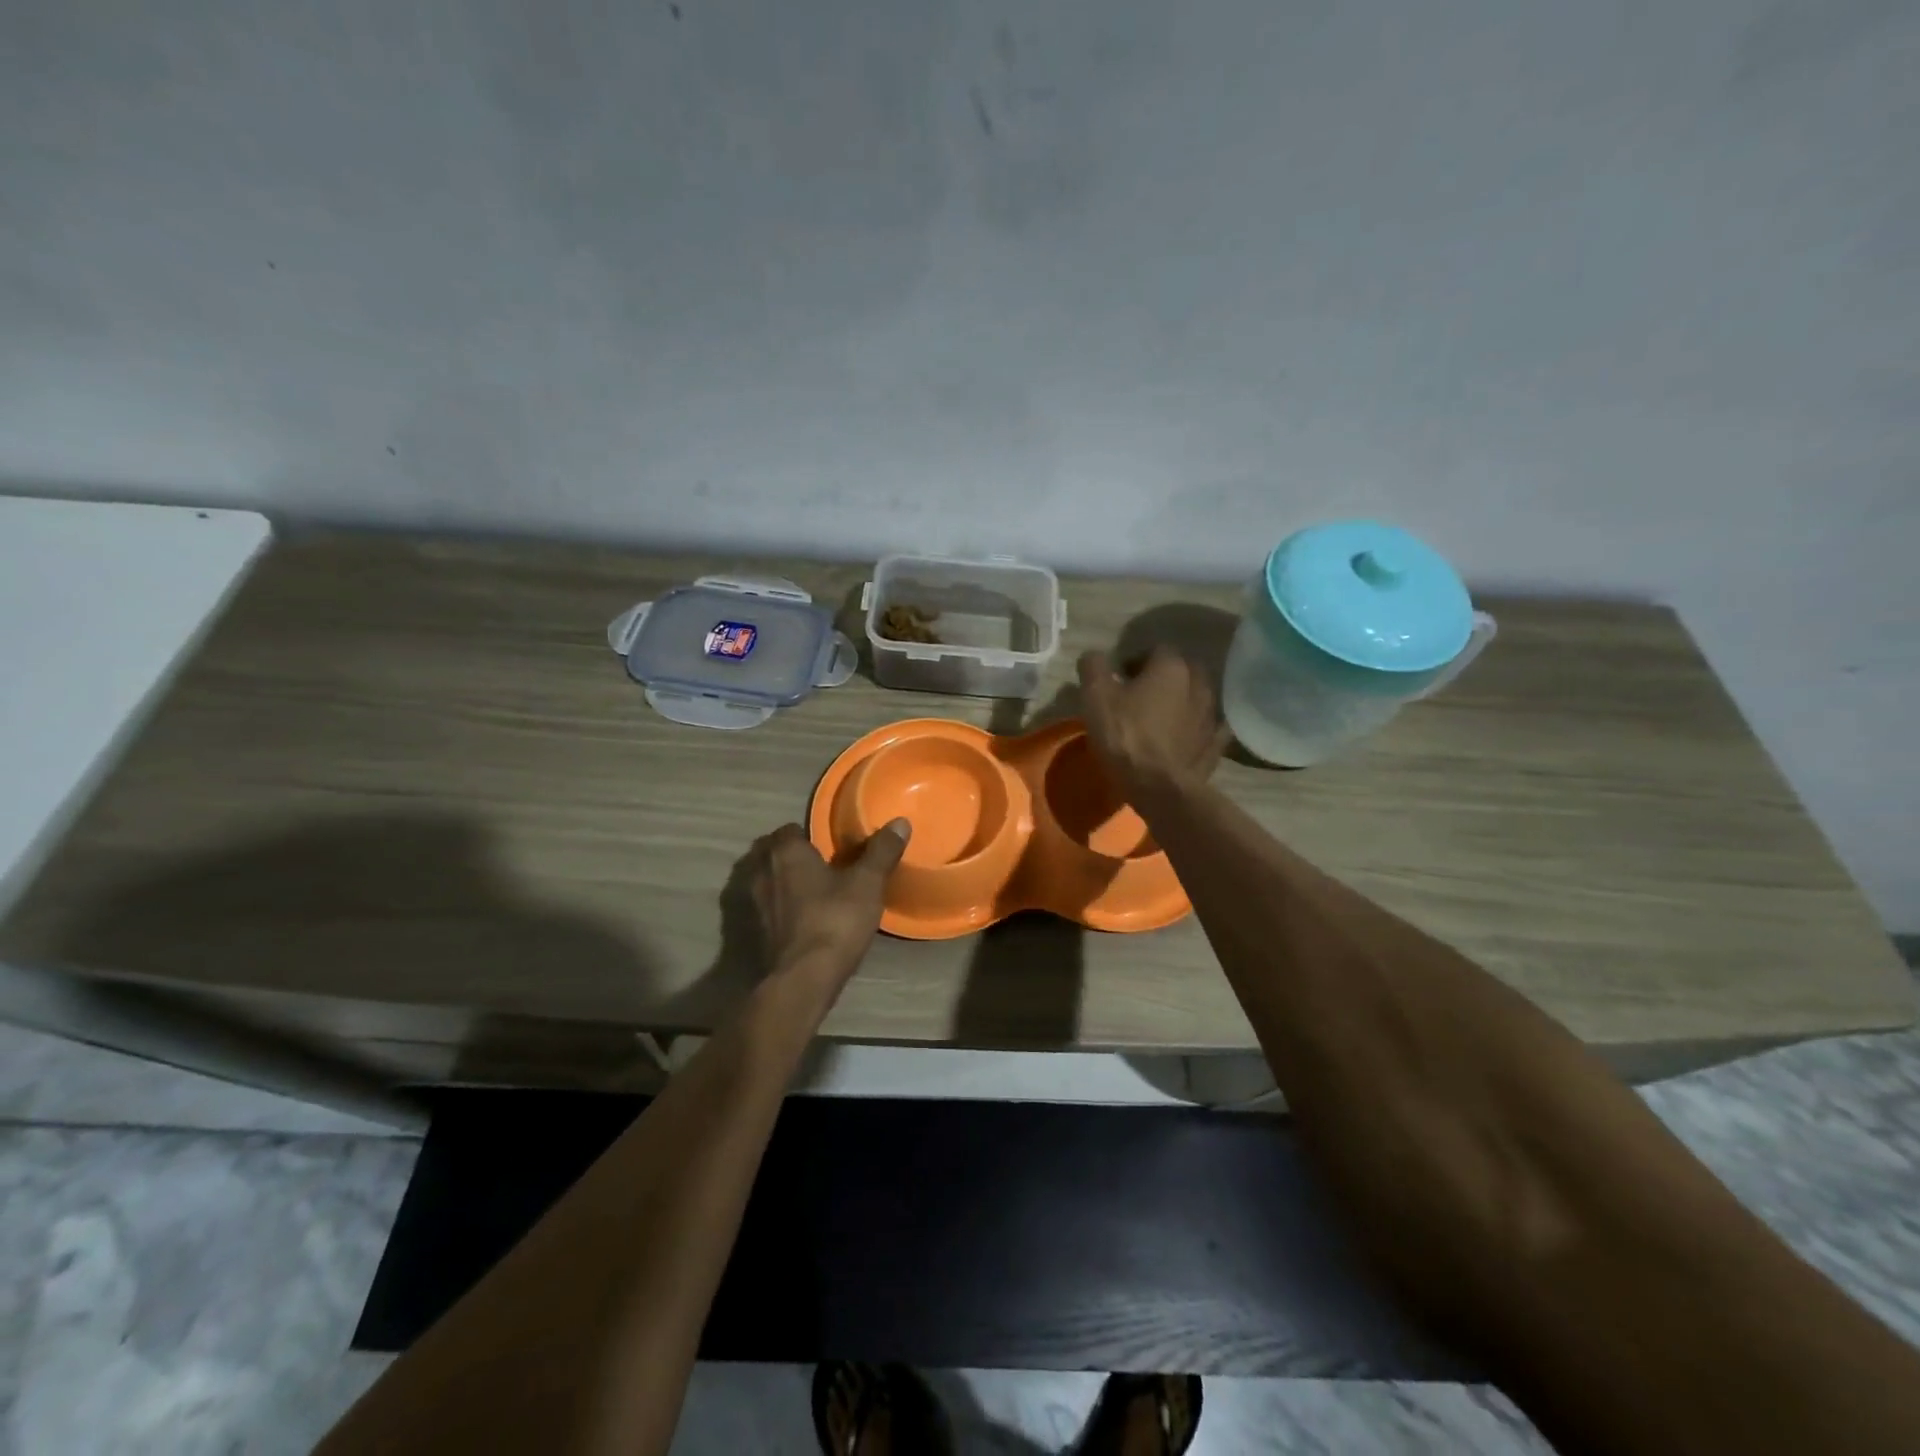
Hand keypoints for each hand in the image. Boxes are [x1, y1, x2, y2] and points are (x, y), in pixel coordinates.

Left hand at [744, 820, 911, 985]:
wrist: (801, 980)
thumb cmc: (834, 921)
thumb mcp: (867, 884)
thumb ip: (881, 852)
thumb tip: (900, 822)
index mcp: (786, 851)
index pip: (789, 830)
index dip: (808, 836)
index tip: (829, 848)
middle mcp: (760, 870)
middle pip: (772, 853)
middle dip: (791, 858)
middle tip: (820, 869)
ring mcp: (750, 903)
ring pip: (765, 881)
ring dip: (780, 884)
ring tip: (809, 895)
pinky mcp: (749, 932)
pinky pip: (764, 909)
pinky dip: (776, 910)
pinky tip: (798, 922)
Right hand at [1077, 647, 1228, 797]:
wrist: (1158, 787)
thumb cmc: (1125, 735)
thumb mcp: (1095, 696)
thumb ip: (1094, 667)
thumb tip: (1094, 656)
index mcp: (1171, 667)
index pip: (1156, 649)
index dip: (1135, 660)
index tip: (1119, 679)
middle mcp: (1199, 684)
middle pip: (1182, 670)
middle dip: (1163, 677)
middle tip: (1139, 695)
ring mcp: (1211, 715)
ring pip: (1197, 697)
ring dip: (1181, 701)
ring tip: (1159, 717)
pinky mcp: (1215, 744)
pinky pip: (1209, 727)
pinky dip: (1198, 727)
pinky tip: (1186, 736)